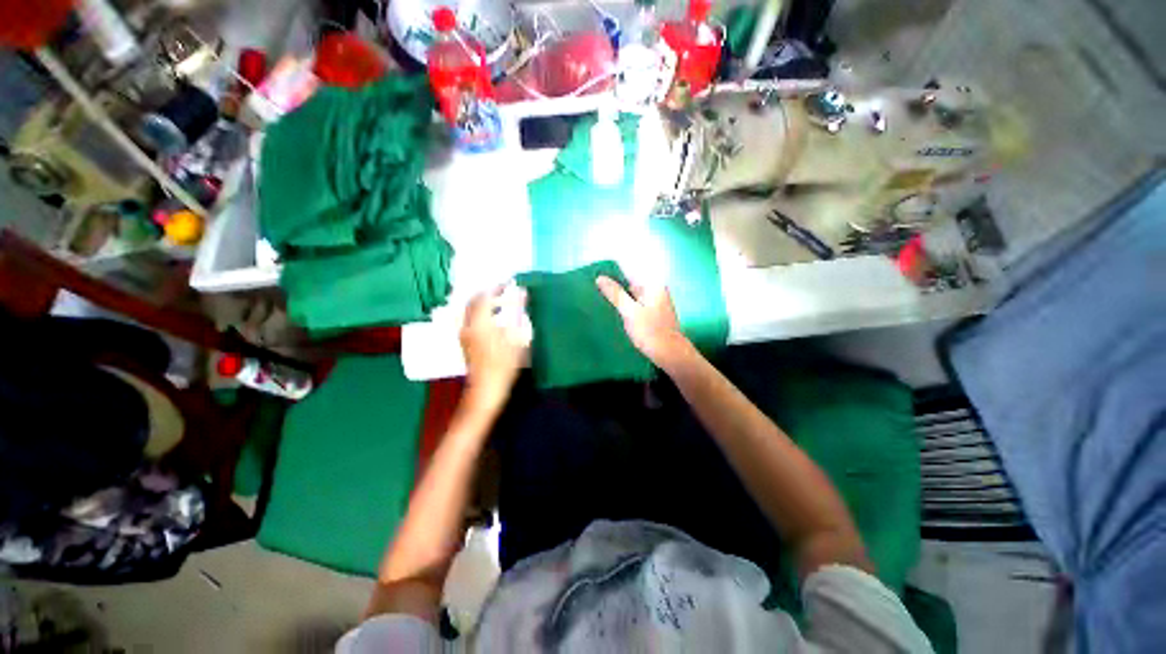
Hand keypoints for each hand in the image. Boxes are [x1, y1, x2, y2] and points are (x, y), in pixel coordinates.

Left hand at [460, 284, 531, 411]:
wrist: (487, 390)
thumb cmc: (504, 365)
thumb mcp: (516, 337)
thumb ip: (518, 312)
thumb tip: (521, 293)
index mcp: (479, 322)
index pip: (483, 296)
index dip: (496, 288)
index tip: (509, 284)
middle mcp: (468, 325)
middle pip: (473, 302)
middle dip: (488, 294)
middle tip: (504, 292)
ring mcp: (465, 334)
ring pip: (471, 311)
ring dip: (484, 304)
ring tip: (502, 305)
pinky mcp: (466, 342)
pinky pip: (471, 320)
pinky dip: (482, 314)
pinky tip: (495, 320)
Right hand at [596, 276, 692, 369]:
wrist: (670, 355)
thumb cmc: (650, 332)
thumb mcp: (629, 312)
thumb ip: (615, 294)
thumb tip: (600, 277)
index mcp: (653, 285)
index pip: (629, 273)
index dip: (612, 275)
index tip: (596, 279)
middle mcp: (656, 291)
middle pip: (631, 285)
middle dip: (615, 288)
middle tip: (594, 292)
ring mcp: (656, 304)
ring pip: (632, 297)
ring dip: (619, 300)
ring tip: (601, 303)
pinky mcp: (653, 315)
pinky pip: (636, 307)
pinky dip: (626, 309)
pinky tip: (615, 315)